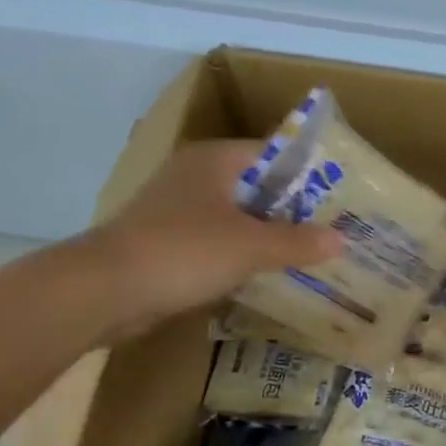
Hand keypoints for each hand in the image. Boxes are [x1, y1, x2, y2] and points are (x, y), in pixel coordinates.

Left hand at [73, 140, 341, 337]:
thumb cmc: (183, 252)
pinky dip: (241, 255)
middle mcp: (195, 175)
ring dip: (267, 235)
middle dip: (292, 210)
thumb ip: (298, 242)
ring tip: (309, 255)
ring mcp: (177, 209)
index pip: (274, 155)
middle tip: (333, 231)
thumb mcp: (250, 247)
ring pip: (236, 217)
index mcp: (215, 160)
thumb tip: (341, 239)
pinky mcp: (166, 241)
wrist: (104, 291)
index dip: (309, 176)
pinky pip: (217, 242)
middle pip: (257, 187)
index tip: (341, 199)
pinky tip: (266, 275)